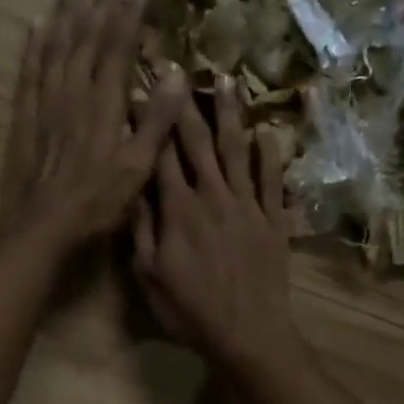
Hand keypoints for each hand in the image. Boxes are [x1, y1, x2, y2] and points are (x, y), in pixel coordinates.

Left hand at [0, 0, 185, 254]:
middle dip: (99, 9)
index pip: (117, 50)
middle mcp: (72, 94)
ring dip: (65, 17)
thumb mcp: (137, 168)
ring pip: (55, 49)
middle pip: (86, 42)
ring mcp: (45, 104)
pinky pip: (28, 72)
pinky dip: (33, 46)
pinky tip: (35, 27)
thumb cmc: (96, 202)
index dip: (127, 18)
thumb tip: (176, 74)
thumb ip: (156, 121)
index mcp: (104, 105)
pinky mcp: (25, 118)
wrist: (43, 226)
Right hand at [133, 79, 299, 377]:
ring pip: (237, 150)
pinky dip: (271, 155)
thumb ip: (141, 229)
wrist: (249, 334)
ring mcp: (248, 205)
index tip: (142, 90)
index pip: (160, 154)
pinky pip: (273, 180)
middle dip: (186, 104)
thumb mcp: (150, 275)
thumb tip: (131, 188)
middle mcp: (213, 196)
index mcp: (178, 209)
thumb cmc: (191, 310)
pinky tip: (269, 132)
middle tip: (180, 69)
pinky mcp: (273, 220)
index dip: (151, 121)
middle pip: (198, 141)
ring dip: (232, 114)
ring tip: (229, 80)